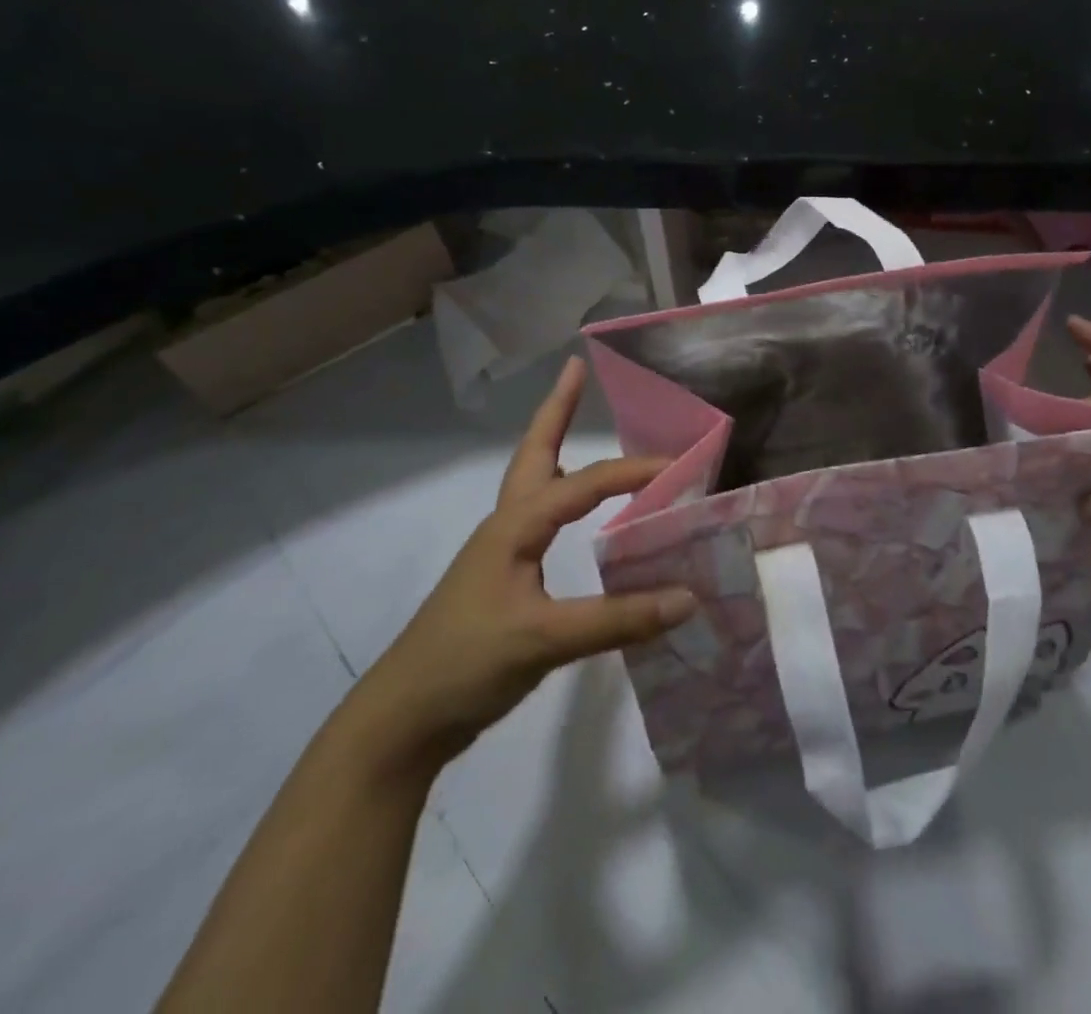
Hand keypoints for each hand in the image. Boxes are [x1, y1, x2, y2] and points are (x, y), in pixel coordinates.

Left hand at [351, 359, 695, 769]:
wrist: (401, 721)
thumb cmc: (465, 664)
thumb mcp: (545, 640)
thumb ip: (619, 619)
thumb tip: (689, 598)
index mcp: (515, 526)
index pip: (585, 483)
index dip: (634, 471)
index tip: (682, 468)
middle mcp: (507, 525)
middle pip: (536, 452)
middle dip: (557, 410)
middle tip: (576, 370)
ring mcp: (503, 551)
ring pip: (536, 482)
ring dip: (557, 446)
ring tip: (581, 422)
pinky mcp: (505, 578)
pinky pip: (544, 519)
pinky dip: (566, 496)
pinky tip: (585, 514)